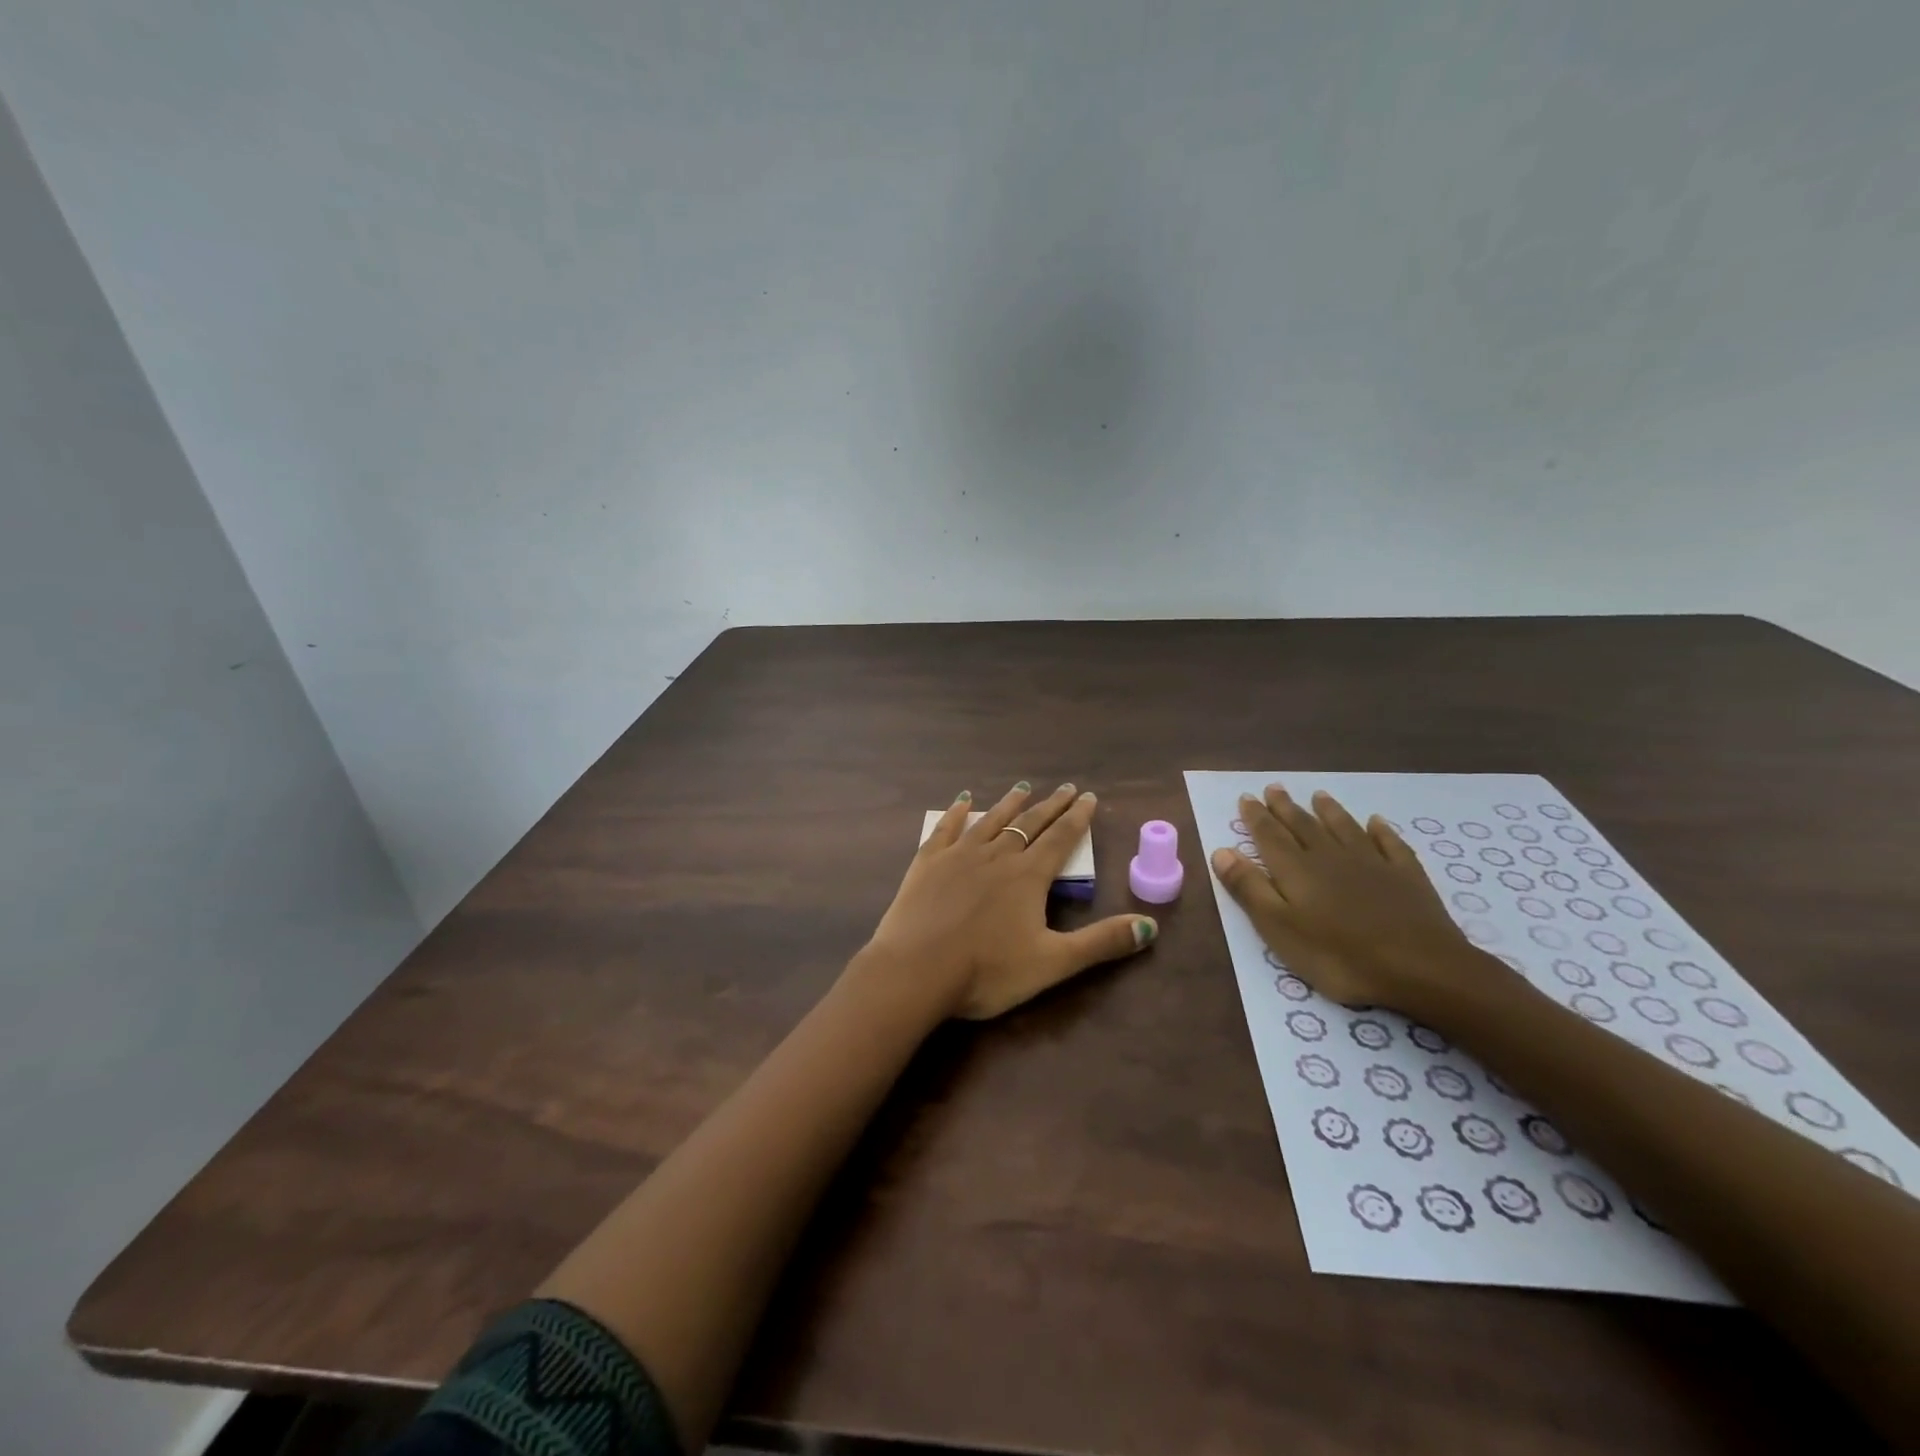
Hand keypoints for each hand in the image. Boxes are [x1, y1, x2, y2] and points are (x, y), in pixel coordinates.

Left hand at [860, 782, 1157, 1019]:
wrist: (916, 970)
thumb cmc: (987, 971)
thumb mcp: (1052, 963)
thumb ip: (1101, 943)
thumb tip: (1151, 926)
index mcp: (1028, 877)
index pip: (1061, 839)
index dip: (1078, 819)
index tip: (1089, 797)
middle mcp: (996, 856)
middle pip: (1030, 824)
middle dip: (1051, 806)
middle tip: (1066, 788)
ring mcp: (959, 855)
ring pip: (991, 821)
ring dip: (1010, 804)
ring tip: (1023, 788)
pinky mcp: (927, 862)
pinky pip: (946, 829)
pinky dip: (957, 813)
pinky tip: (963, 800)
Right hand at [1209, 784, 1495, 1013]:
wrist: (1420, 968)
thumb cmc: (1339, 955)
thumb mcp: (1279, 928)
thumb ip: (1250, 888)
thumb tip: (1221, 850)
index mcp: (1296, 870)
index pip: (1269, 836)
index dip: (1256, 817)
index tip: (1246, 797)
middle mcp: (1330, 857)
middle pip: (1304, 826)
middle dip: (1286, 807)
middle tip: (1274, 788)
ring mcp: (1372, 864)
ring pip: (1344, 828)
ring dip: (1329, 811)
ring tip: (1318, 795)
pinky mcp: (1407, 877)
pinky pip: (1390, 844)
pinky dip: (1381, 831)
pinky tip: (1376, 823)